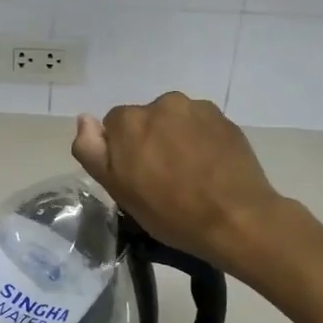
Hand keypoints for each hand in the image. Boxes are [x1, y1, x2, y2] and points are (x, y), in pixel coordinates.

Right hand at [72, 93, 285, 275]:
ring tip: (190, 173)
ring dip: (175, 138)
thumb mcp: (119, 191)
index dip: (123, 154)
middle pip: (145, 120)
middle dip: (149, 142)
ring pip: (174, 121)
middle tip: (164, 179)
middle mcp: (160, 103)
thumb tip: (84, 119)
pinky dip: (201, 139)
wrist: (237, 219)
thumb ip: (93, 151)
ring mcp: (196, 108)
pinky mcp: (223, 118)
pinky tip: (210, 167)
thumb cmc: (171, 213)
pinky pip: (200, 125)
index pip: (114, 128)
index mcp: (129, 121)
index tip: (137, 179)